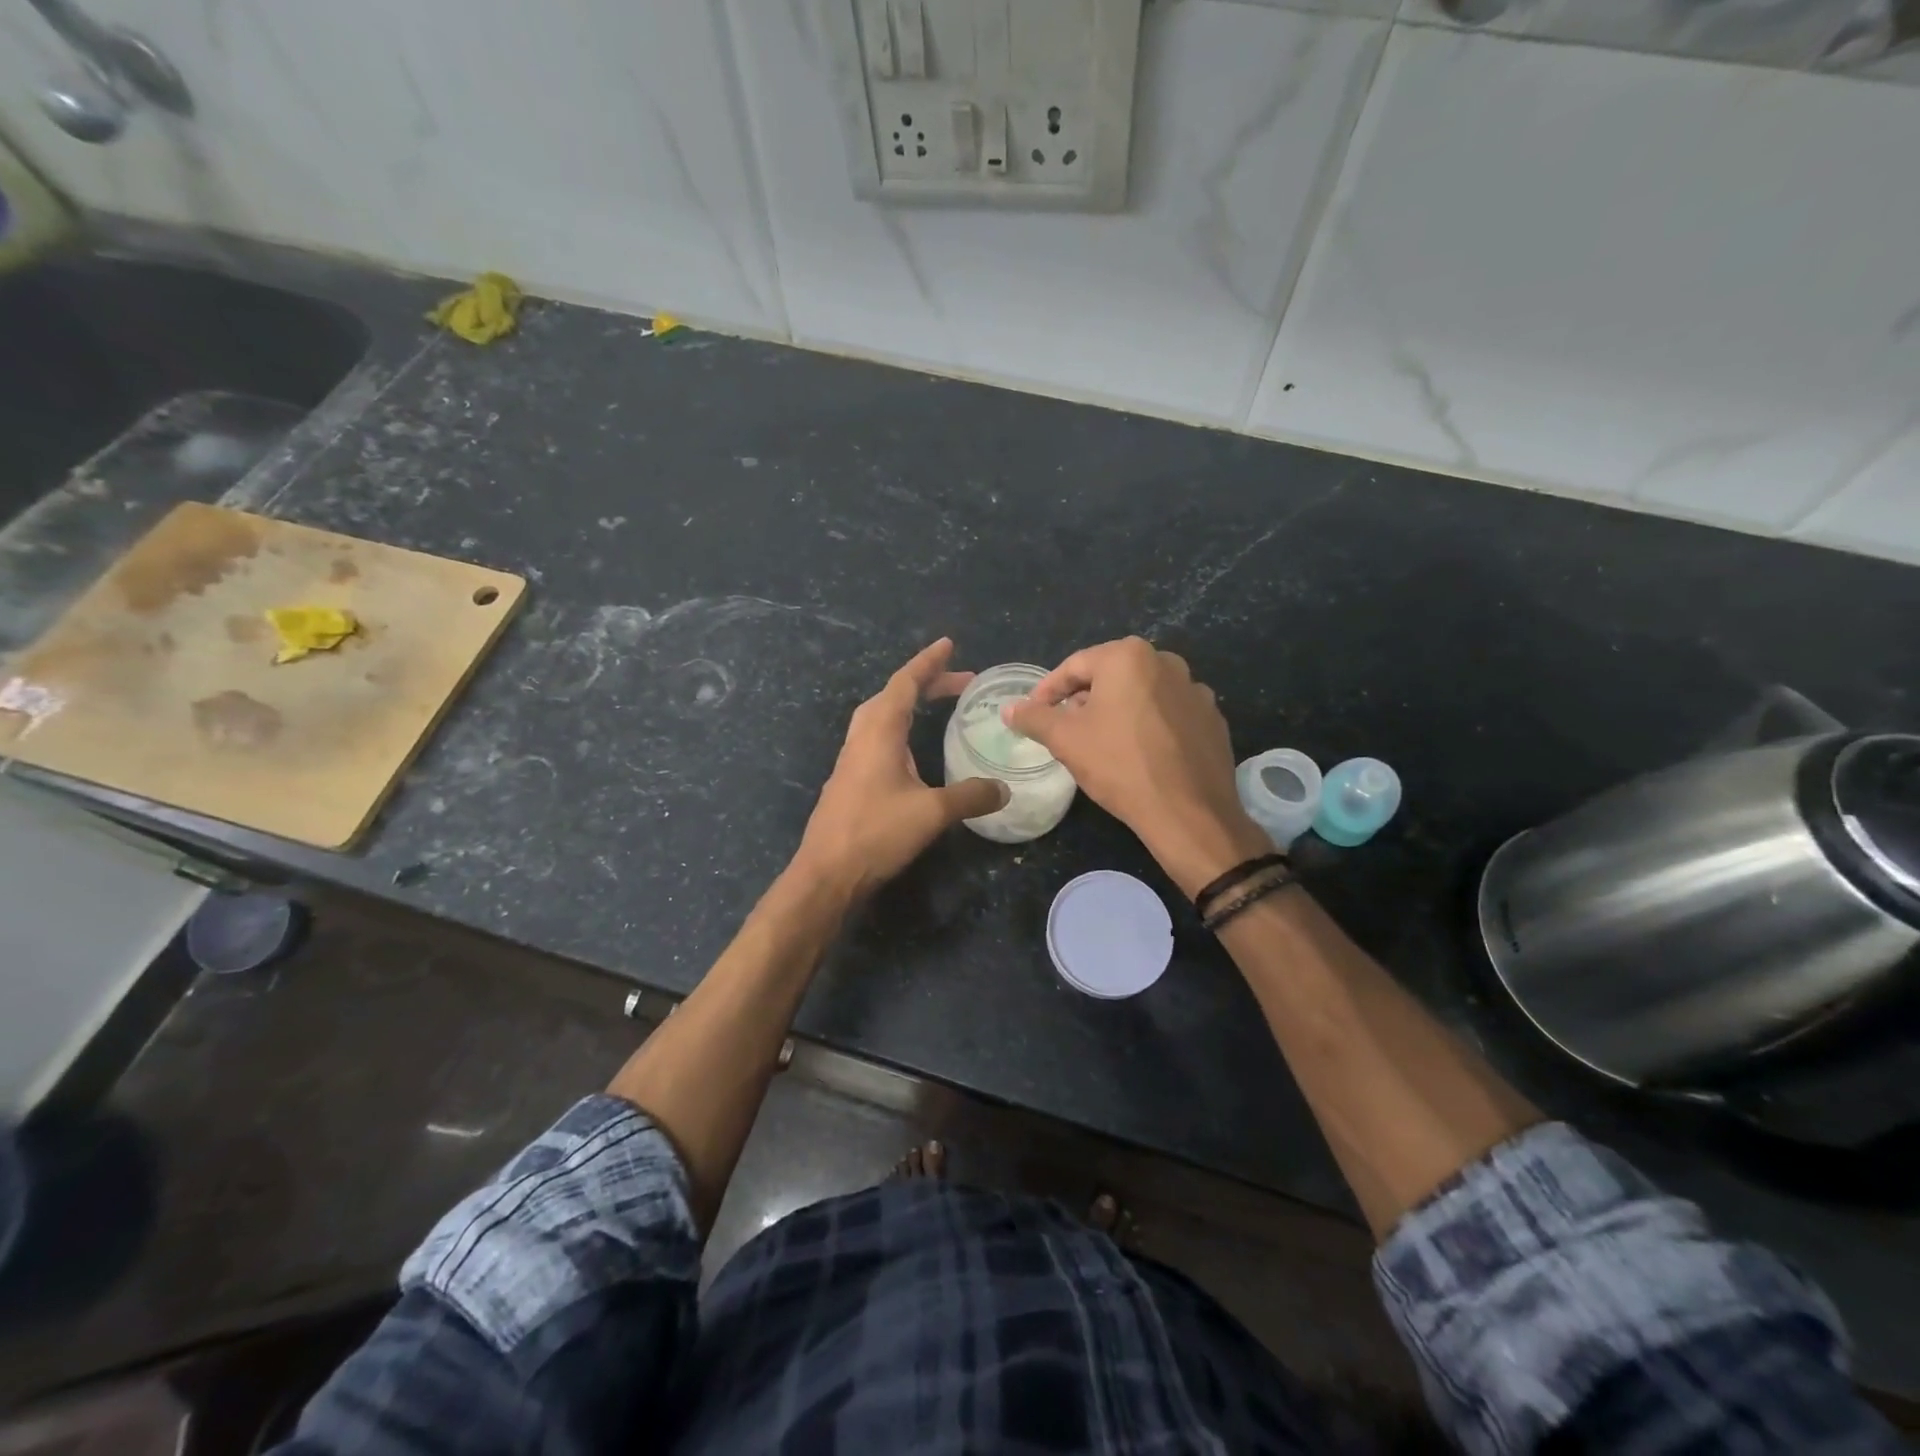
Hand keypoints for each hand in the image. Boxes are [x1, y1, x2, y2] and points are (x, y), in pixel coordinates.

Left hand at [795, 639, 1008, 898]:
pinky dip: (899, 728)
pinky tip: (911, 751)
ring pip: (880, 716)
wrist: (827, 873)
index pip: (905, 683)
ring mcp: (851, 758)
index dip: (928, 663)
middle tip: (960, 684)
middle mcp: (862, 737)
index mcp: (879, 732)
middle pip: (892, 695)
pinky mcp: (848, 779)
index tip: (948, 644)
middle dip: (926, 683)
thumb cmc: (876, 833)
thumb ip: (970, 796)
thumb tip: (1004, 790)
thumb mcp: (932, 813)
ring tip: (937, 706)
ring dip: (909, 704)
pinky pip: (875, 737)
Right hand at [1004, 637, 1268, 895]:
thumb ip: (1034, 718)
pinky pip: (1168, 715)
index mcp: (1128, 657)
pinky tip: (1139, 753)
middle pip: (1110, 676)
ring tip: (1101, 742)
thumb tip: (1010, 709)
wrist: (1188, 813)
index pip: (1074, 666)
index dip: (1048, 691)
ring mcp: (1195, 690)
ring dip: (1117, 711)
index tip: (1034, 713)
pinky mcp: (1212, 719)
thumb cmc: (1119, 765)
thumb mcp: (1065, 740)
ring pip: (1141, 694)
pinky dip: (1149, 726)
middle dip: (1084, 699)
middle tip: (1065, 728)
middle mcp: (1166, 662)